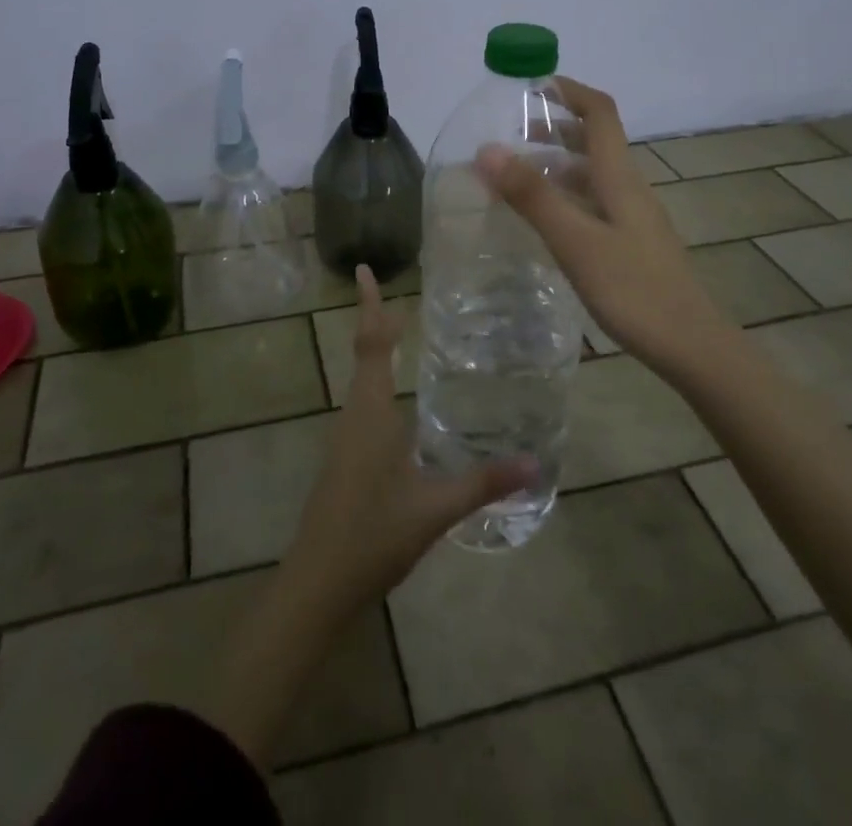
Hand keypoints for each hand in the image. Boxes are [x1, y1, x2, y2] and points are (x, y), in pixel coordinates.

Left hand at [202, 268, 531, 765]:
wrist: (316, 584)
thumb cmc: (372, 535)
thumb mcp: (434, 508)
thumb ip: (483, 483)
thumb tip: (535, 463)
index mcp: (370, 412)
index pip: (372, 344)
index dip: (370, 306)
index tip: (363, 269)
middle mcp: (354, 415)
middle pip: (365, 354)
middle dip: (378, 322)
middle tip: (402, 297)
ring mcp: (346, 438)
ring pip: (362, 381)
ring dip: (378, 352)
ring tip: (402, 334)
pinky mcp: (346, 460)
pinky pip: (364, 405)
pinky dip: (379, 383)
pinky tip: (400, 404)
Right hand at [474, 75, 729, 378]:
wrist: (691, 347)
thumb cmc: (634, 290)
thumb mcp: (576, 242)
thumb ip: (533, 197)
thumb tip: (487, 149)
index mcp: (619, 177)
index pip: (600, 113)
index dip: (569, 90)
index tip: (530, 83)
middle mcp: (628, 188)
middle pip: (595, 140)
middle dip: (555, 125)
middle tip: (509, 131)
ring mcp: (631, 217)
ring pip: (592, 173)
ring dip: (557, 161)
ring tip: (515, 171)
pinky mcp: (629, 243)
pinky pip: (592, 202)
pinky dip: (564, 194)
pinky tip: (543, 218)